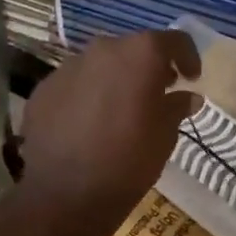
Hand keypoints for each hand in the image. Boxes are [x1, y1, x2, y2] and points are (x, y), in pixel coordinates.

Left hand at [16, 30, 201, 235]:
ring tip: (119, 111)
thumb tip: (186, 97)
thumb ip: (176, 108)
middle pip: (132, 49)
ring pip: (99, 66)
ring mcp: (67, 68)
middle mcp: (102, 50)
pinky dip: (86, 96)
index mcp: (140, 55)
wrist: (66, 195)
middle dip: (147, 68)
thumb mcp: (164, 137)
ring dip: (114, 81)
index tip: (191, 78)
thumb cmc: (128, 162)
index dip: (187, 57)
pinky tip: (88, 125)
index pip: (173, 41)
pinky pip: (73, 85)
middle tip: (156, 94)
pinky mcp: (44, 90)